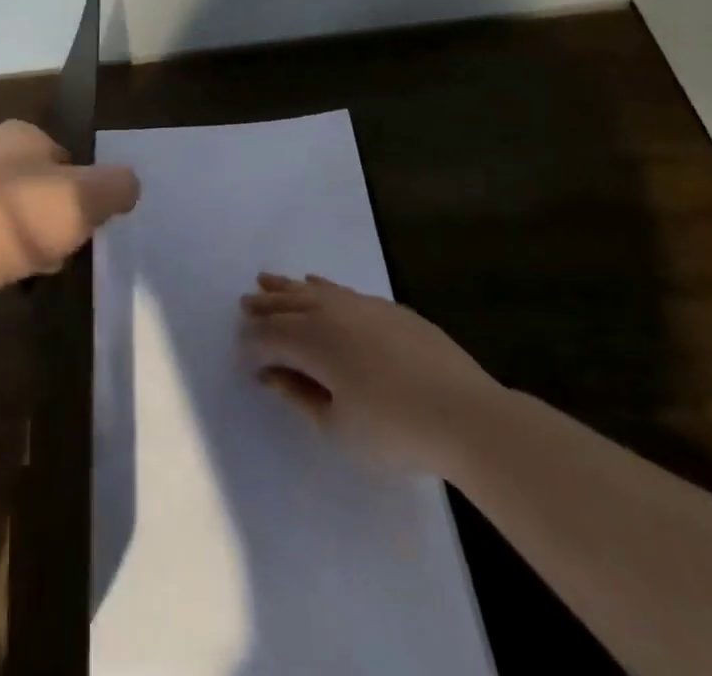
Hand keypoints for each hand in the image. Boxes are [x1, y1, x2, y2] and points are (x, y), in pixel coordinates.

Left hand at [0, 120, 140, 306]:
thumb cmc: (19, 217)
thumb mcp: (86, 196)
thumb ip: (117, 185)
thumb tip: (128, 184)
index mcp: (19, 131)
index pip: (68, 156)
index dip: (84, 188)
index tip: (88, 217)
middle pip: (46, 188)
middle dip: (60, 217)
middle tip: (68, 244)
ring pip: (22, 216)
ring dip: (37, 240)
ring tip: (41, 265)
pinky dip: (10, 257)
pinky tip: (14, 276)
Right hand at [239, 272, 502, 477]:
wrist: (468, 415)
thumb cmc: (396, 430)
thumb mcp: (338, 427)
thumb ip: (299, 397)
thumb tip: (271, 375)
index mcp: (311, 341)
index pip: (269, 336)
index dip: (252, 345)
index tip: (244, 356)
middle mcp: (329, 312)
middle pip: (286, 304)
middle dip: (263, 306)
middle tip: (244, 304)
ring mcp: (361, 305)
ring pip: (312, 290)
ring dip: (286, 288)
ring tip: (267, 281)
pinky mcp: (388, 309)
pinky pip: (341, 290)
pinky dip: (322, 286)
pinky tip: (316, 283)